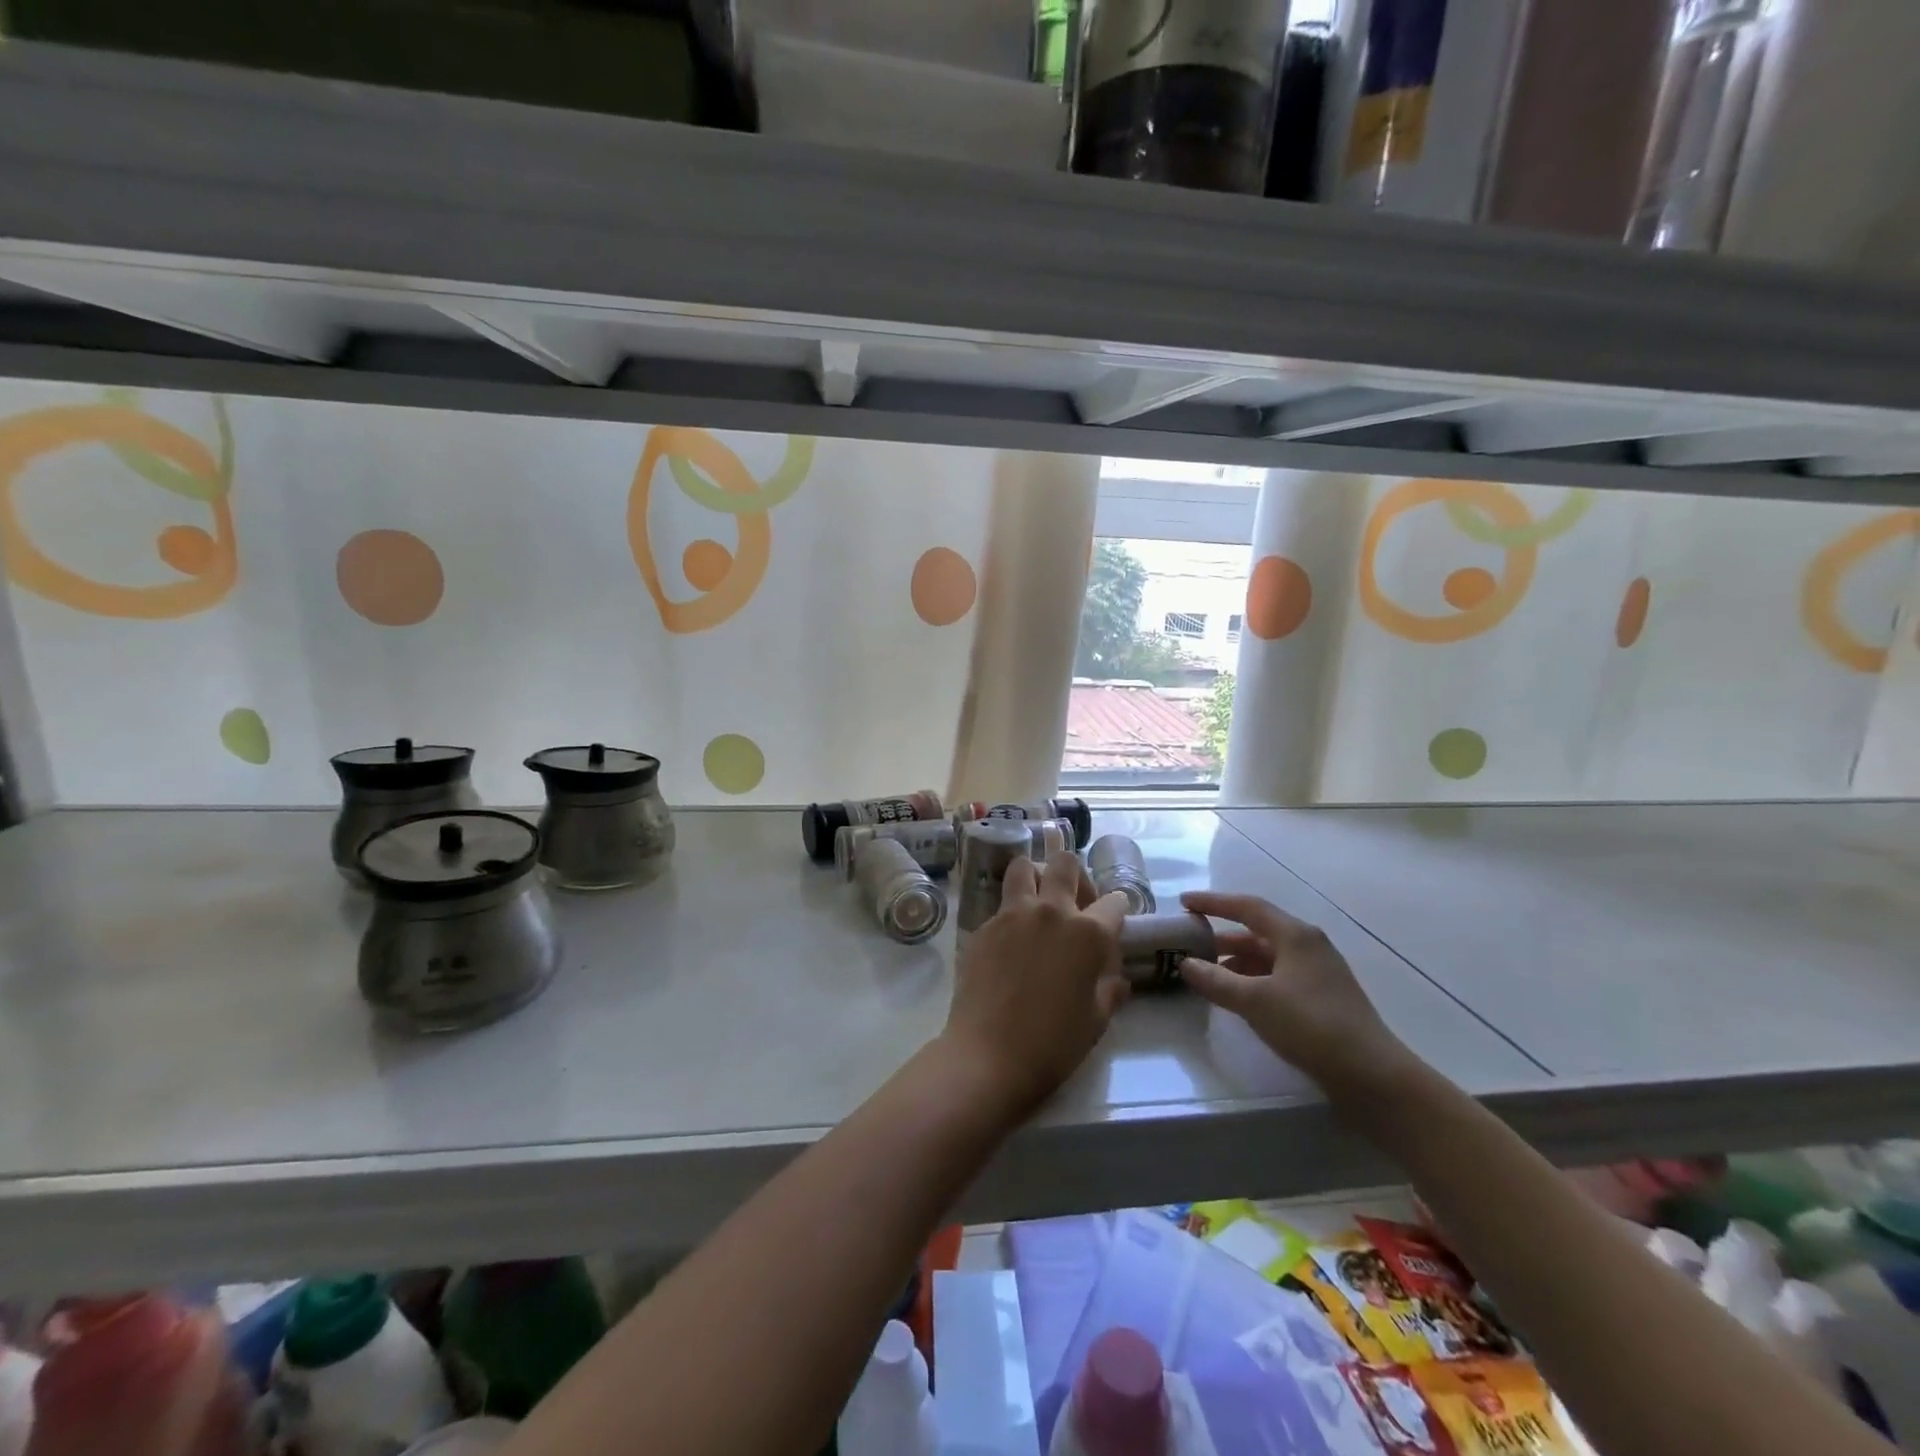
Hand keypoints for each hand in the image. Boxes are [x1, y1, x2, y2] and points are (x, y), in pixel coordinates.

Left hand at [940, 853, 1129, 1118]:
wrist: (988, 1056)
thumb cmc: (1053, 1044)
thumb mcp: (1096, 1021)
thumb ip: (1110, 990)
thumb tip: (1117, 979)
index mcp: (1088, 932)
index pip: (1114, 902)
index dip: (1118, 910)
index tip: (1114, 921)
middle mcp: (1051, 911)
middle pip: (1065, 864)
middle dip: (1076, 875)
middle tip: (1075, 901)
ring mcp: (1012, 914)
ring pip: (1024, 866)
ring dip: (1035, 876)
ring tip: (1038, 902)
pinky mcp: (983, 926)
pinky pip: (1001, 903)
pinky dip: (1012, 911)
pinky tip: (1012, 940)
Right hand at [1178, 891, 1413, 1094]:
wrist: (1372, 1076)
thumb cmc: (1312, 1026)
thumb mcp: (1255, 1001)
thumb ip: (1216, 980)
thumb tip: (1186, 963)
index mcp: (1296, 936)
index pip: (1247, 907)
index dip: (1213, 903)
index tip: (1184, 903)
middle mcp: (1308, 947)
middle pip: (1257, 932)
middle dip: (1222, 936)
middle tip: (1190, 943)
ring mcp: (1317, 974)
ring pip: (1267, 957)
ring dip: (1236, 962)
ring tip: (1206, 974)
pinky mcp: (1321, 999)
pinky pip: (1277, 978)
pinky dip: (1252, 981)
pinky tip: (1236, 998)